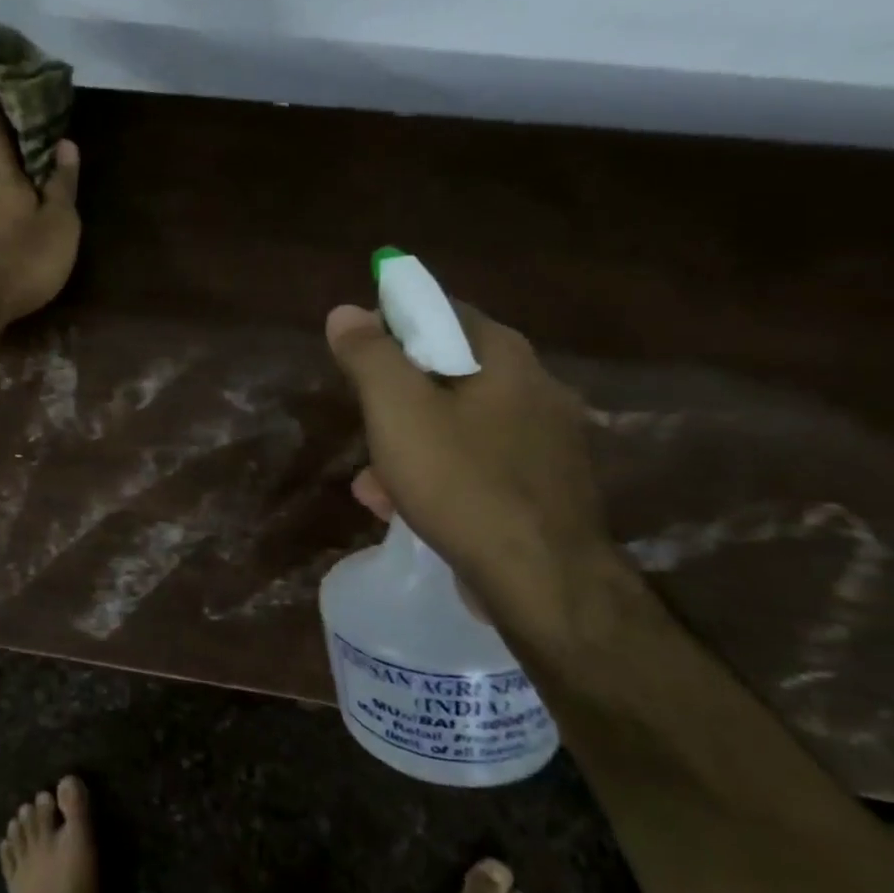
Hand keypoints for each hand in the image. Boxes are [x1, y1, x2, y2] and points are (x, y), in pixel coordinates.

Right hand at [326, 301, 614, 644]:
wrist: (542, 581)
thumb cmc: (461, 482)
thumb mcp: (397, 411)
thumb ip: (370, 356)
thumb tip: (345, 311)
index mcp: (505, 356)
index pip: (442, 311)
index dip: (393, 324)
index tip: (359, 356)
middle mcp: (536, 386)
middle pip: (448, 371)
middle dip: (395, 397)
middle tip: (364, 423)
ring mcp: (548, 440)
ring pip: (460, 423)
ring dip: (410, 443)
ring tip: (372, 484)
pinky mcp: (546, 485)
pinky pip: (479, 462)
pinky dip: (440, 474)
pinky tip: (406, 508)